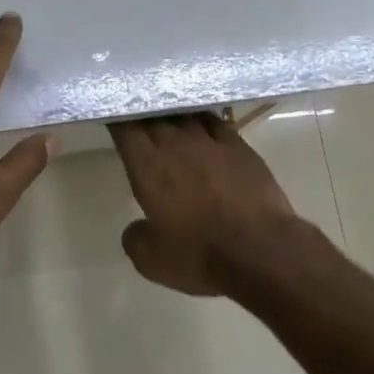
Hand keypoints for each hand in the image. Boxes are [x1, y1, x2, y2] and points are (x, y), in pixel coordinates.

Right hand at [107, 113, 299, 295]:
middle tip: (136, 115)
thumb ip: (136, 238)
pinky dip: (203, 119)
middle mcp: (175, 145)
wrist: (261, 250)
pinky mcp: (238, 146)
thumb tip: (137, 228)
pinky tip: (201, 123)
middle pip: (153, 116)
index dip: (116, 119)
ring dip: (171, 114)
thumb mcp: (152, 260)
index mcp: (147, 167)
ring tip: (166, 117)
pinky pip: (214, 122)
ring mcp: (209, 142)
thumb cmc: (200, 254)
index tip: (112, 117)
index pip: (125, 129)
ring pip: (183, 115)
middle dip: (142, 112)